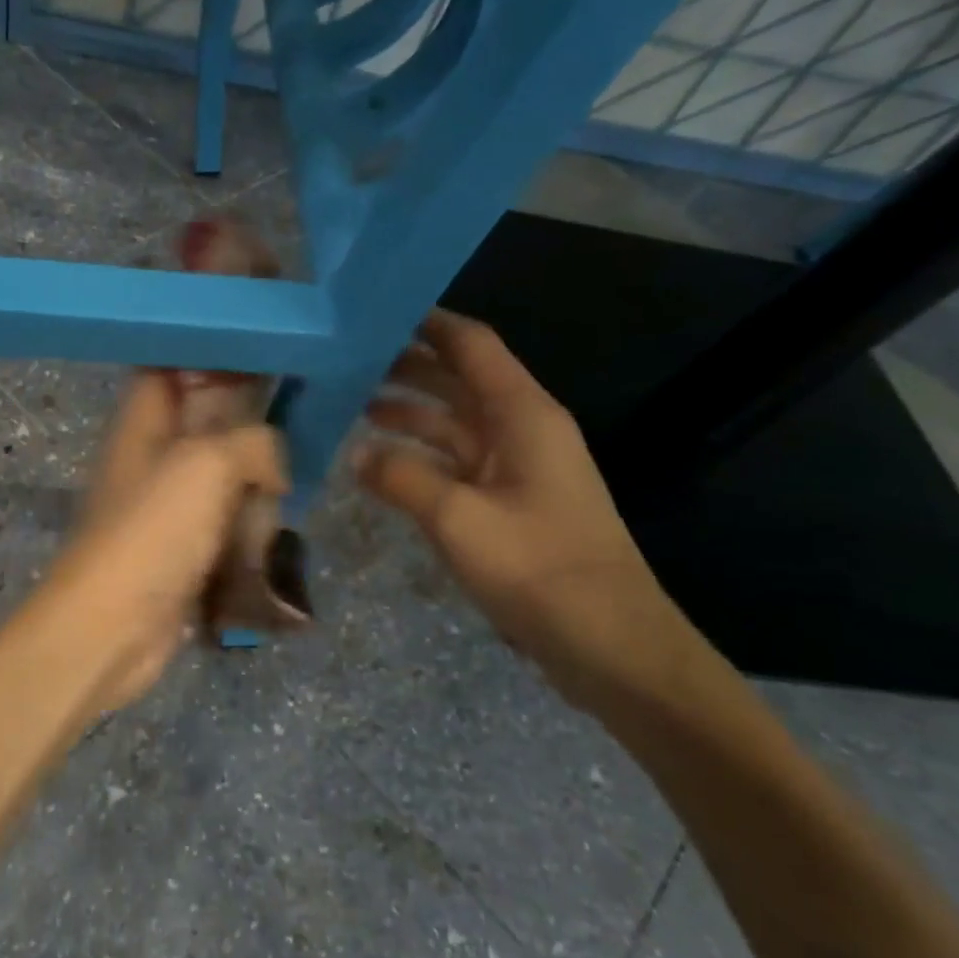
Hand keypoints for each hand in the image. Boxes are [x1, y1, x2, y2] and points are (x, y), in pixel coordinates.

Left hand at [37, 370, 287, 712]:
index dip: (213, 356)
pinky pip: (226, 522)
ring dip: (254, 487)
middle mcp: (153, 456)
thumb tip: (274, 469)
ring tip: (278, 497)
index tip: (267, 357)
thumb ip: (253, 442)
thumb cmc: (154, 530)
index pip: (173, 366)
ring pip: (224, 476)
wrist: (114, 627)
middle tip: (289, 434)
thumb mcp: (207, 464)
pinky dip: (248, 527)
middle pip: (208, 423)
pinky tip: (270, 534)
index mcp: (143, 421)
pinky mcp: (184, 547)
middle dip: (249, 430)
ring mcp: (168, 505)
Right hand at [356, 310, 693, 711]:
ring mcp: (517, 469)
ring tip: (355, 408)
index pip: (472, 346)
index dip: (427, 324)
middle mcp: (522, 430)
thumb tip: (357, 453)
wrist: (610, 644)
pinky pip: (457, 463)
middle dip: (408, 368)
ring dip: (410, 414)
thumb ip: (402, 478)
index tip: (376, 313)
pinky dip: (421, 457)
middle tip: (348, 363)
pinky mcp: (510, 504)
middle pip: (460, 381)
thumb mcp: (458, 518)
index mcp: (523, 415)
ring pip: (456, 424)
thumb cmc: (539, 568)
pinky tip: (383, 464)